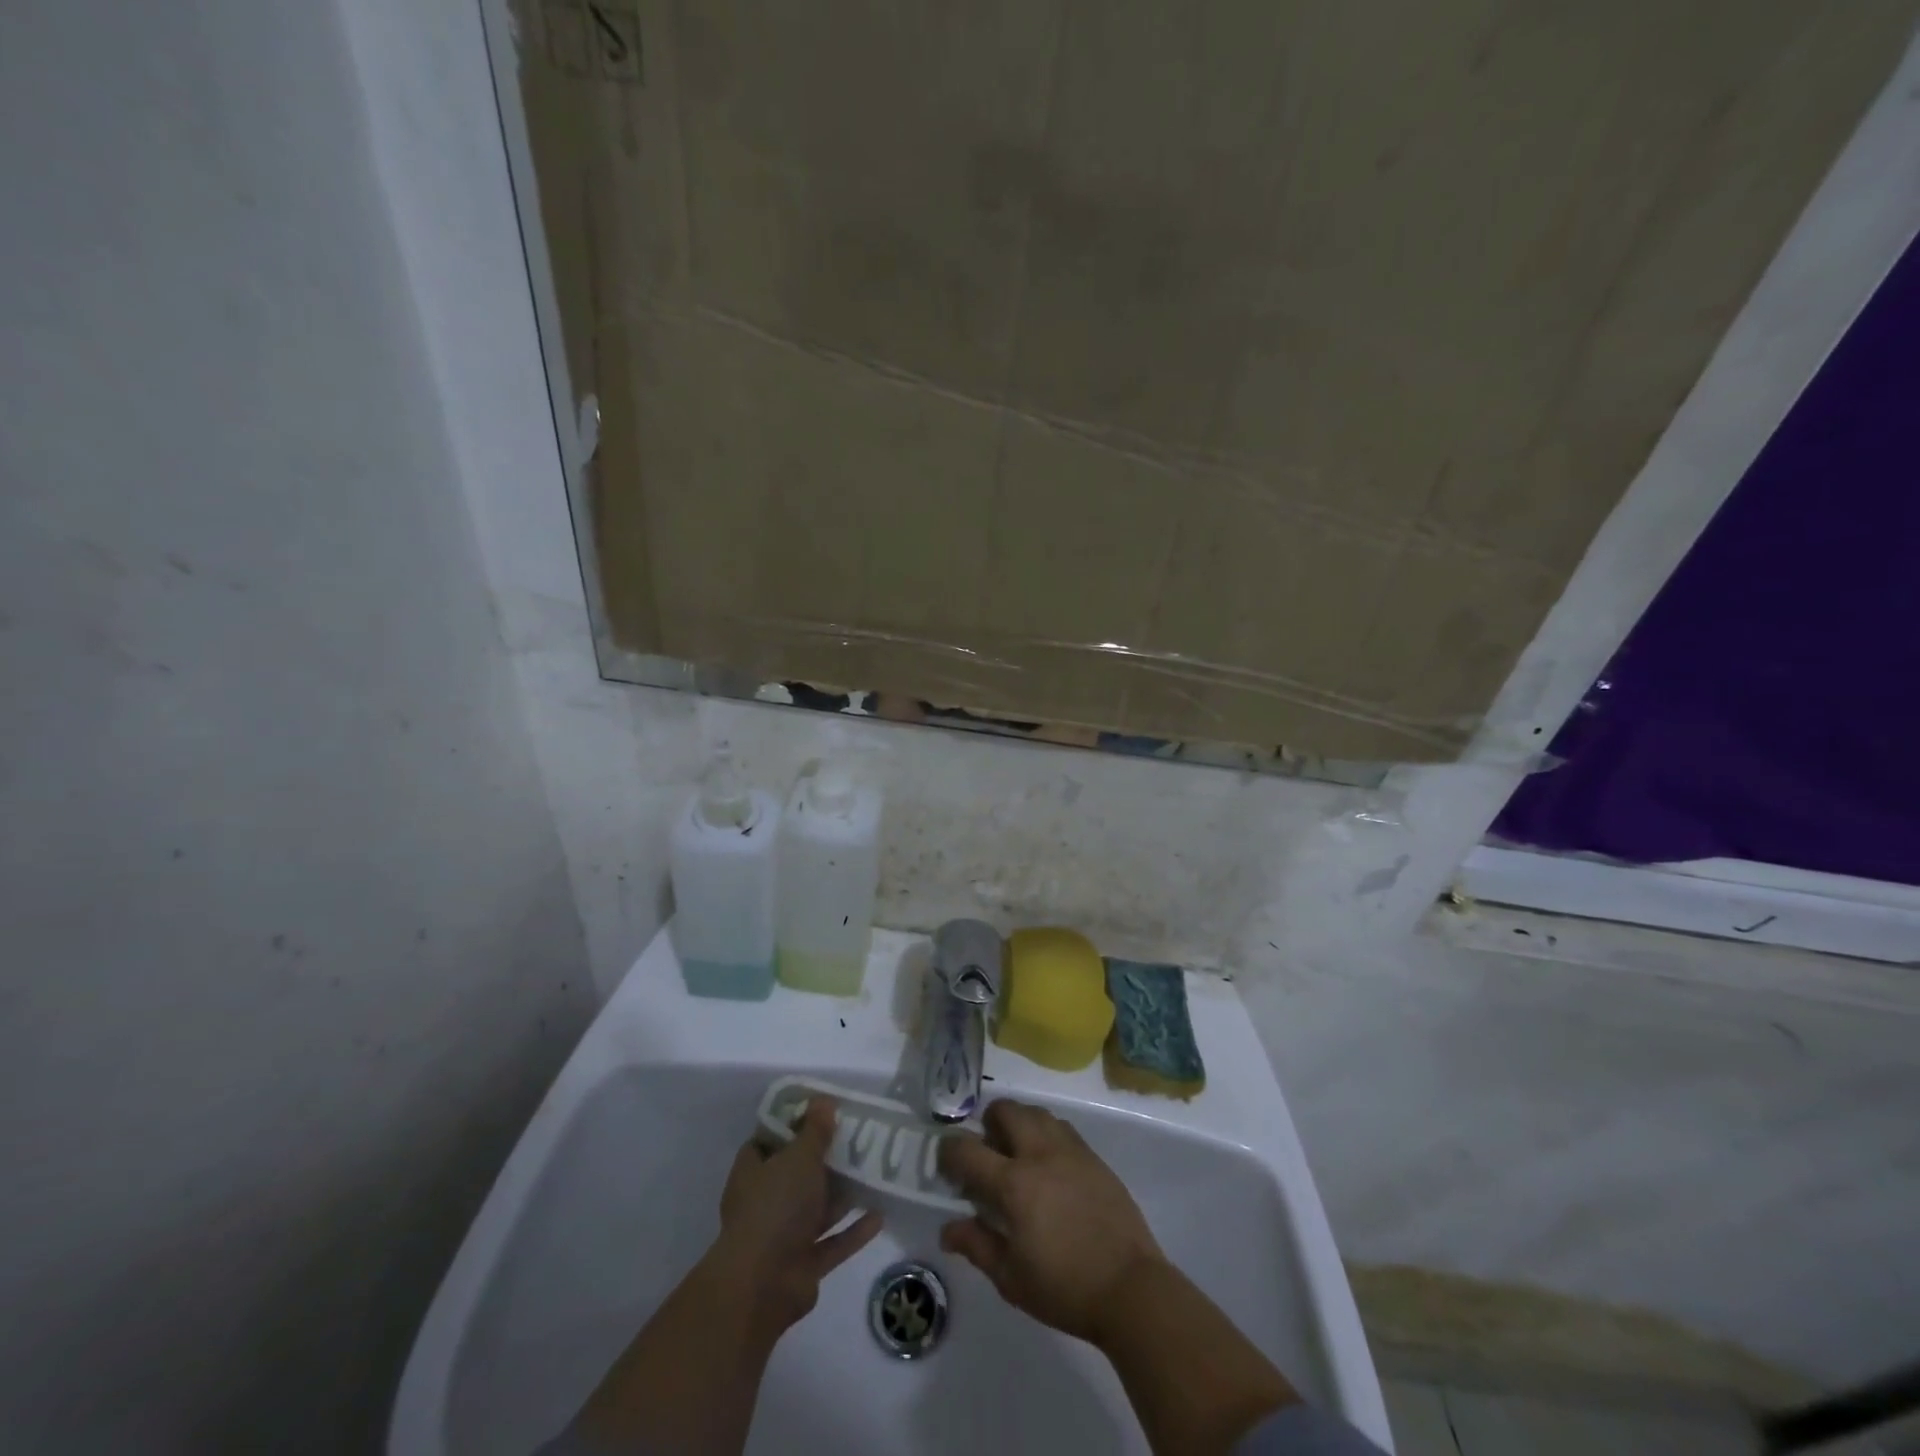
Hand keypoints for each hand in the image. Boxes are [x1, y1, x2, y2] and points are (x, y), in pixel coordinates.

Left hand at [708, 1097, 882, 1344]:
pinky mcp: (804, 1265)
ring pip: (817, 1208)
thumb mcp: (798, 1157)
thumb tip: (823, 1100)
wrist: (762, 1286)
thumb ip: (814, 1130)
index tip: (820, 1111)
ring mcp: (784, 1236)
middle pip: (797, 1174)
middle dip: (825, 1160)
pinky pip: (833, 1242)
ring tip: (874, 1172)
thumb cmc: (775, 1207)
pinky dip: (853, 1230)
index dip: (792, 1125)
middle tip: (857, 1138)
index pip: (769, 1140)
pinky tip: (880, 1214)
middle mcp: (765, 1203)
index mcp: (753, 1173)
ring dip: (842, 1195)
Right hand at [938, 1099, 1165, 1346]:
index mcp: (1014, 1184)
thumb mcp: (1011, 1278)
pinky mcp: (1093, 1156)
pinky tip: (1048, 1164)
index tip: (946, 1165)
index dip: (949, 1152)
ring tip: (1017, 1154)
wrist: (1131, 1288)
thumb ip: (977, 1245)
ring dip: (1018, 1123)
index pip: (967, 1150)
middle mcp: (1039, 1154)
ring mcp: (1070, 1150)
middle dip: (987, 1123)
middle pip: (1005, 1111)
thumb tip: (948, 1228)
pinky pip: (1061, 1127)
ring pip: (1035, 1112)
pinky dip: (1045, 1133)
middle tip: (986, 1152)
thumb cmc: (1065, 1289)